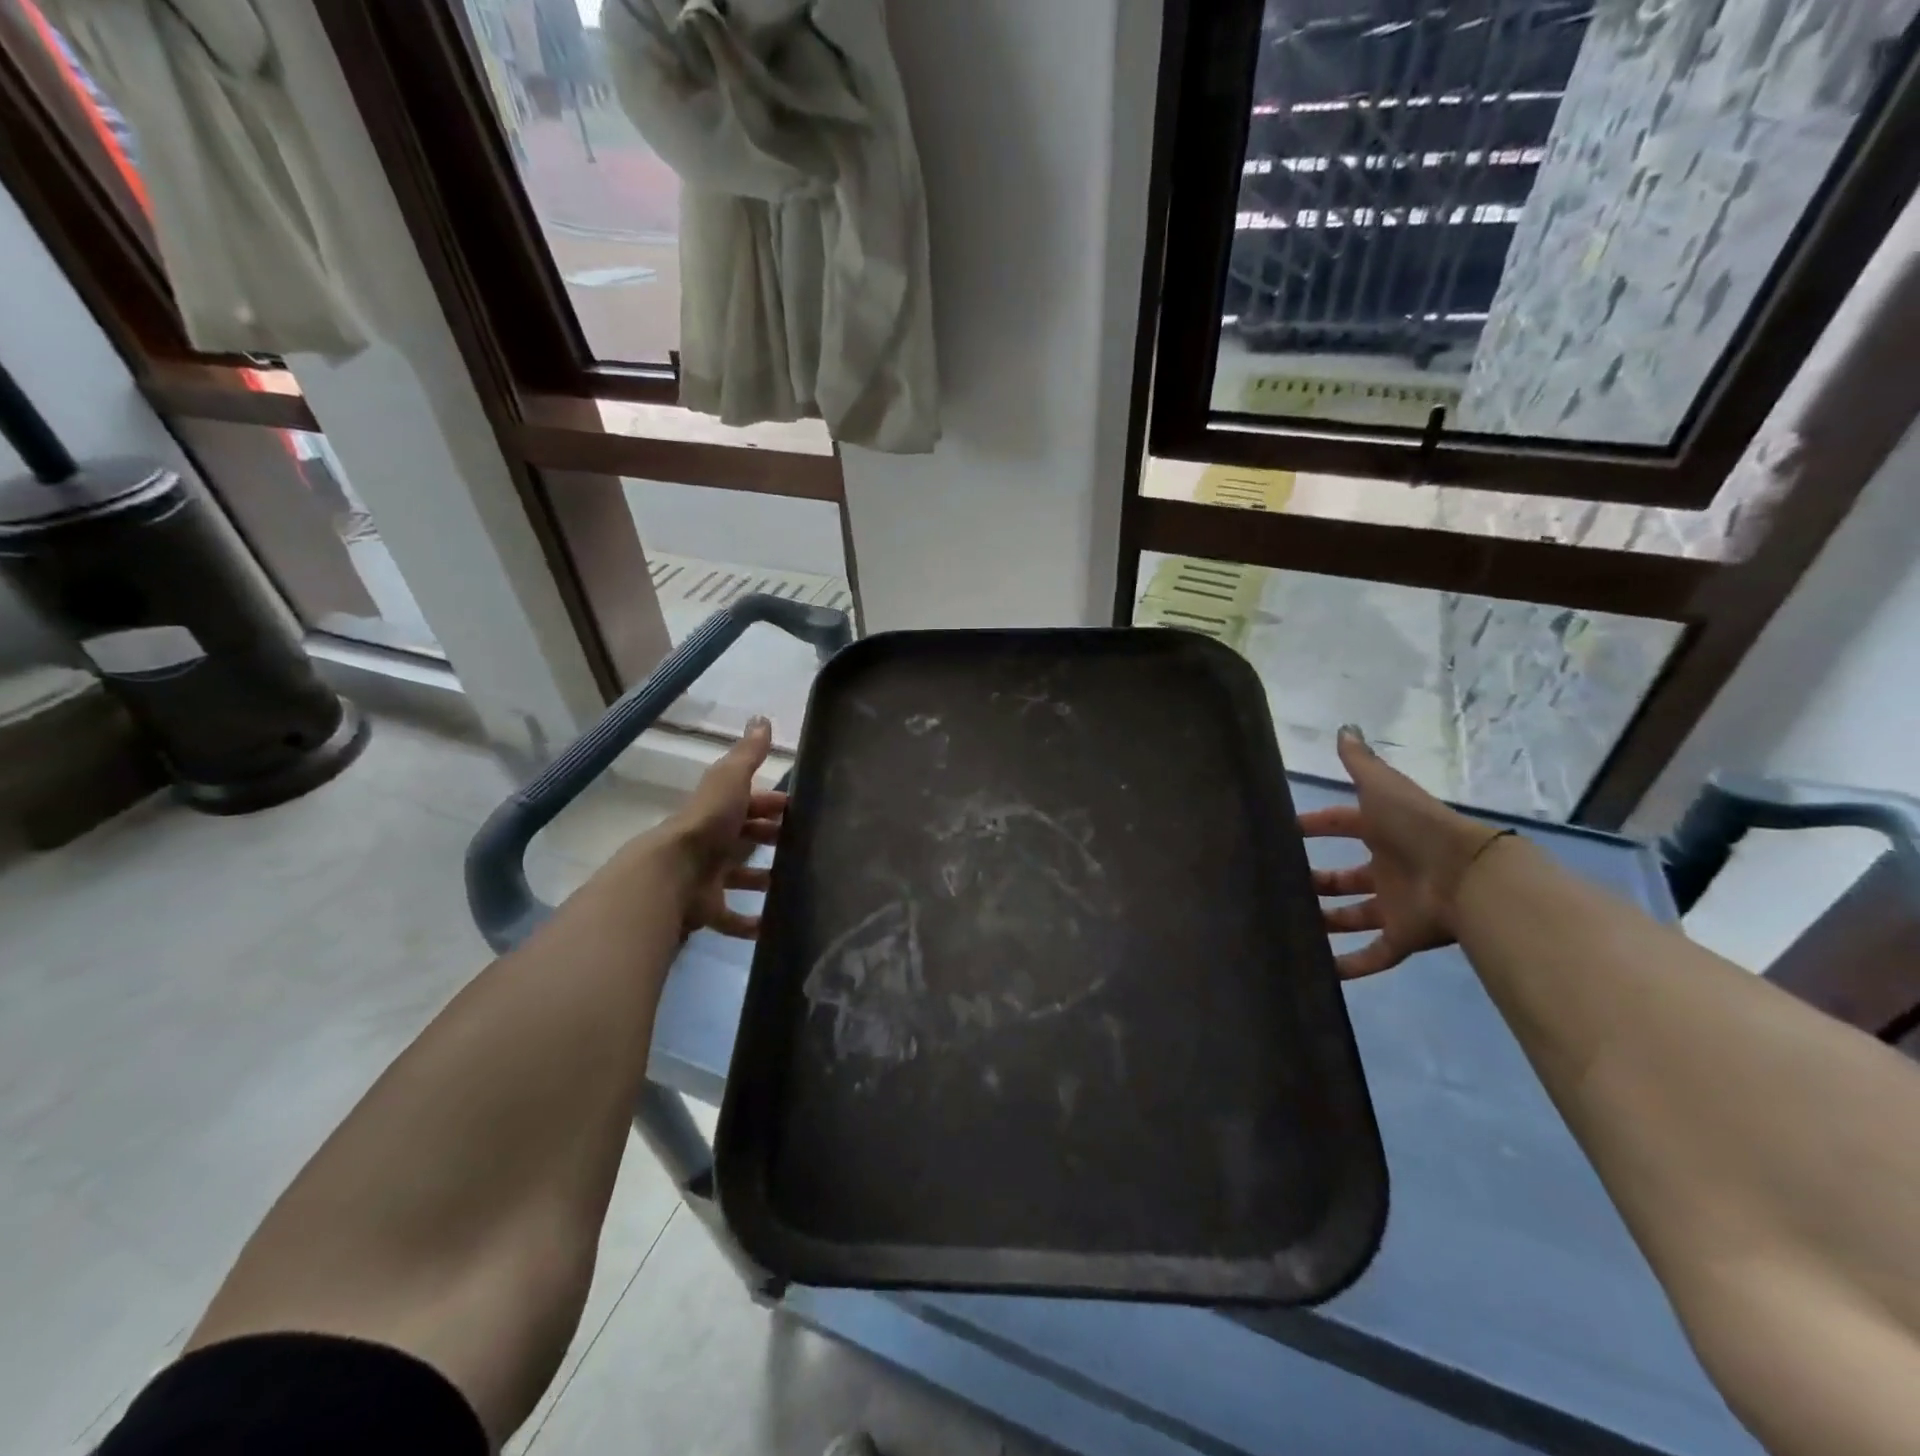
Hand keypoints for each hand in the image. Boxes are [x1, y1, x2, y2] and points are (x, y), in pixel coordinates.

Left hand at [666, 716, 786, 938]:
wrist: (672, 874)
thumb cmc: (707, 824)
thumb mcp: (730, 781)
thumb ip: (748, 754)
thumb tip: (761, 718)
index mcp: (720, 811)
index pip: (751, 803)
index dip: (774, 805)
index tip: (803, 812)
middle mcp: (713, 842)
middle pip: (747, 839)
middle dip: (772, 840)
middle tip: (807, 848)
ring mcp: (708, 877)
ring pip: (741, 877)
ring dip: (764, 879)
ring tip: (797, 885)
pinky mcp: (707, 909)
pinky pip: (732, 918)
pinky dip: (750, 924)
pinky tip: (773, 927)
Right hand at [1298, 726, 1506, 977]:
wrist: (1468, 875)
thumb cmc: (1416, 827)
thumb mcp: (1383, 787)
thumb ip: (1360, 762)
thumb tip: (1344, 728)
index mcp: (1382, 832)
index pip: (1340, 824)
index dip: (1313, 825)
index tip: (1280, 831)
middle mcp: (1386, 868)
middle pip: (1343, 877)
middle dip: (1314, 880)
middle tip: (1277, 884)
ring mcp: (1395, 904)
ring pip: (1352, 916)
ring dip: (1325, 922)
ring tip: (1288, 925)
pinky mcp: (1403, 937)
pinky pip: (1373, 954)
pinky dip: (1350, 965)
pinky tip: (1319, 972)